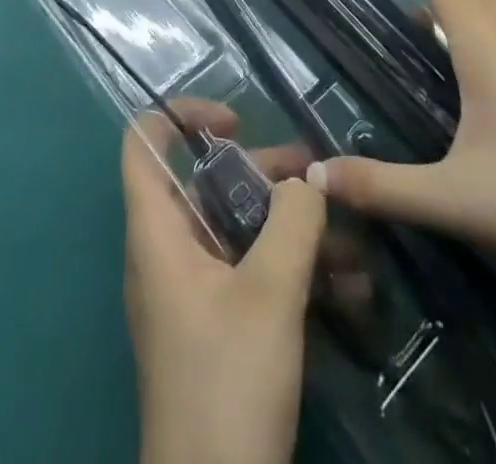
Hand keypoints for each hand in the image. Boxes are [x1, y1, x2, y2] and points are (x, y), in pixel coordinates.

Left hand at [123, 99, 326, 463]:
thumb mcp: (269, 293)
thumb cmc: (228, 380)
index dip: (181, 116)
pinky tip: (348, 290)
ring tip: (351, 242)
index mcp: (157, 232)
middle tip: (319, 178)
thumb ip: (292, 222)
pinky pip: (249, 275)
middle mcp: (167, 253)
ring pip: (237, 233)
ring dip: (291, 230)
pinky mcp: (216, 327)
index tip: (235, 121)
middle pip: (207, 186)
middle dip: (265, 176)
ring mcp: (191, 293)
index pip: (144, 143)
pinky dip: (290, 271)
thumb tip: (307, 181)